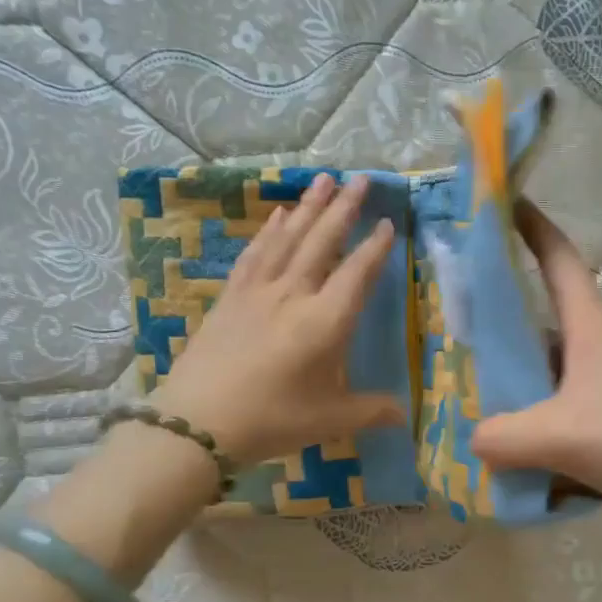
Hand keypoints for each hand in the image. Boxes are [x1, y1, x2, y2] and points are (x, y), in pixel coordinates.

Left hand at [148, 172, 403, 464]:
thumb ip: (372, 411)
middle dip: (344, 208)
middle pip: (322, 242)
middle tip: (360, 178)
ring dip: (309, 207)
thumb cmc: (272, 420)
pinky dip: (270, 230)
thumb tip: (405, 414)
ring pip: (289, 238)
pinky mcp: (231, 297)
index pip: (357, 274)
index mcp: (325, 322)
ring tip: (324, 179)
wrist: (197, 423)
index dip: (375, 248)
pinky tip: (280, 215)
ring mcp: (258, 292)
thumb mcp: (331, 420)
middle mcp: (294, 295)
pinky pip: (255, 253)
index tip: (387, 223)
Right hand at [471, 202, 601, 536]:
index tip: (504, 201)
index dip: (532, 227)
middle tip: (458, 332)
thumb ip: (502, 436)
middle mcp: (601, 345)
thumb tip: (473, 440)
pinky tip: (518, 452)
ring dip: (520, 382)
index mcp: (590, 327)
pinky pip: (565, 407)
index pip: (558, 259)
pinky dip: (539, 420)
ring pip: (552, 370)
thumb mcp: (557, 435)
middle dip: (504, 322)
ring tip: (476, 402)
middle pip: (545, 320)